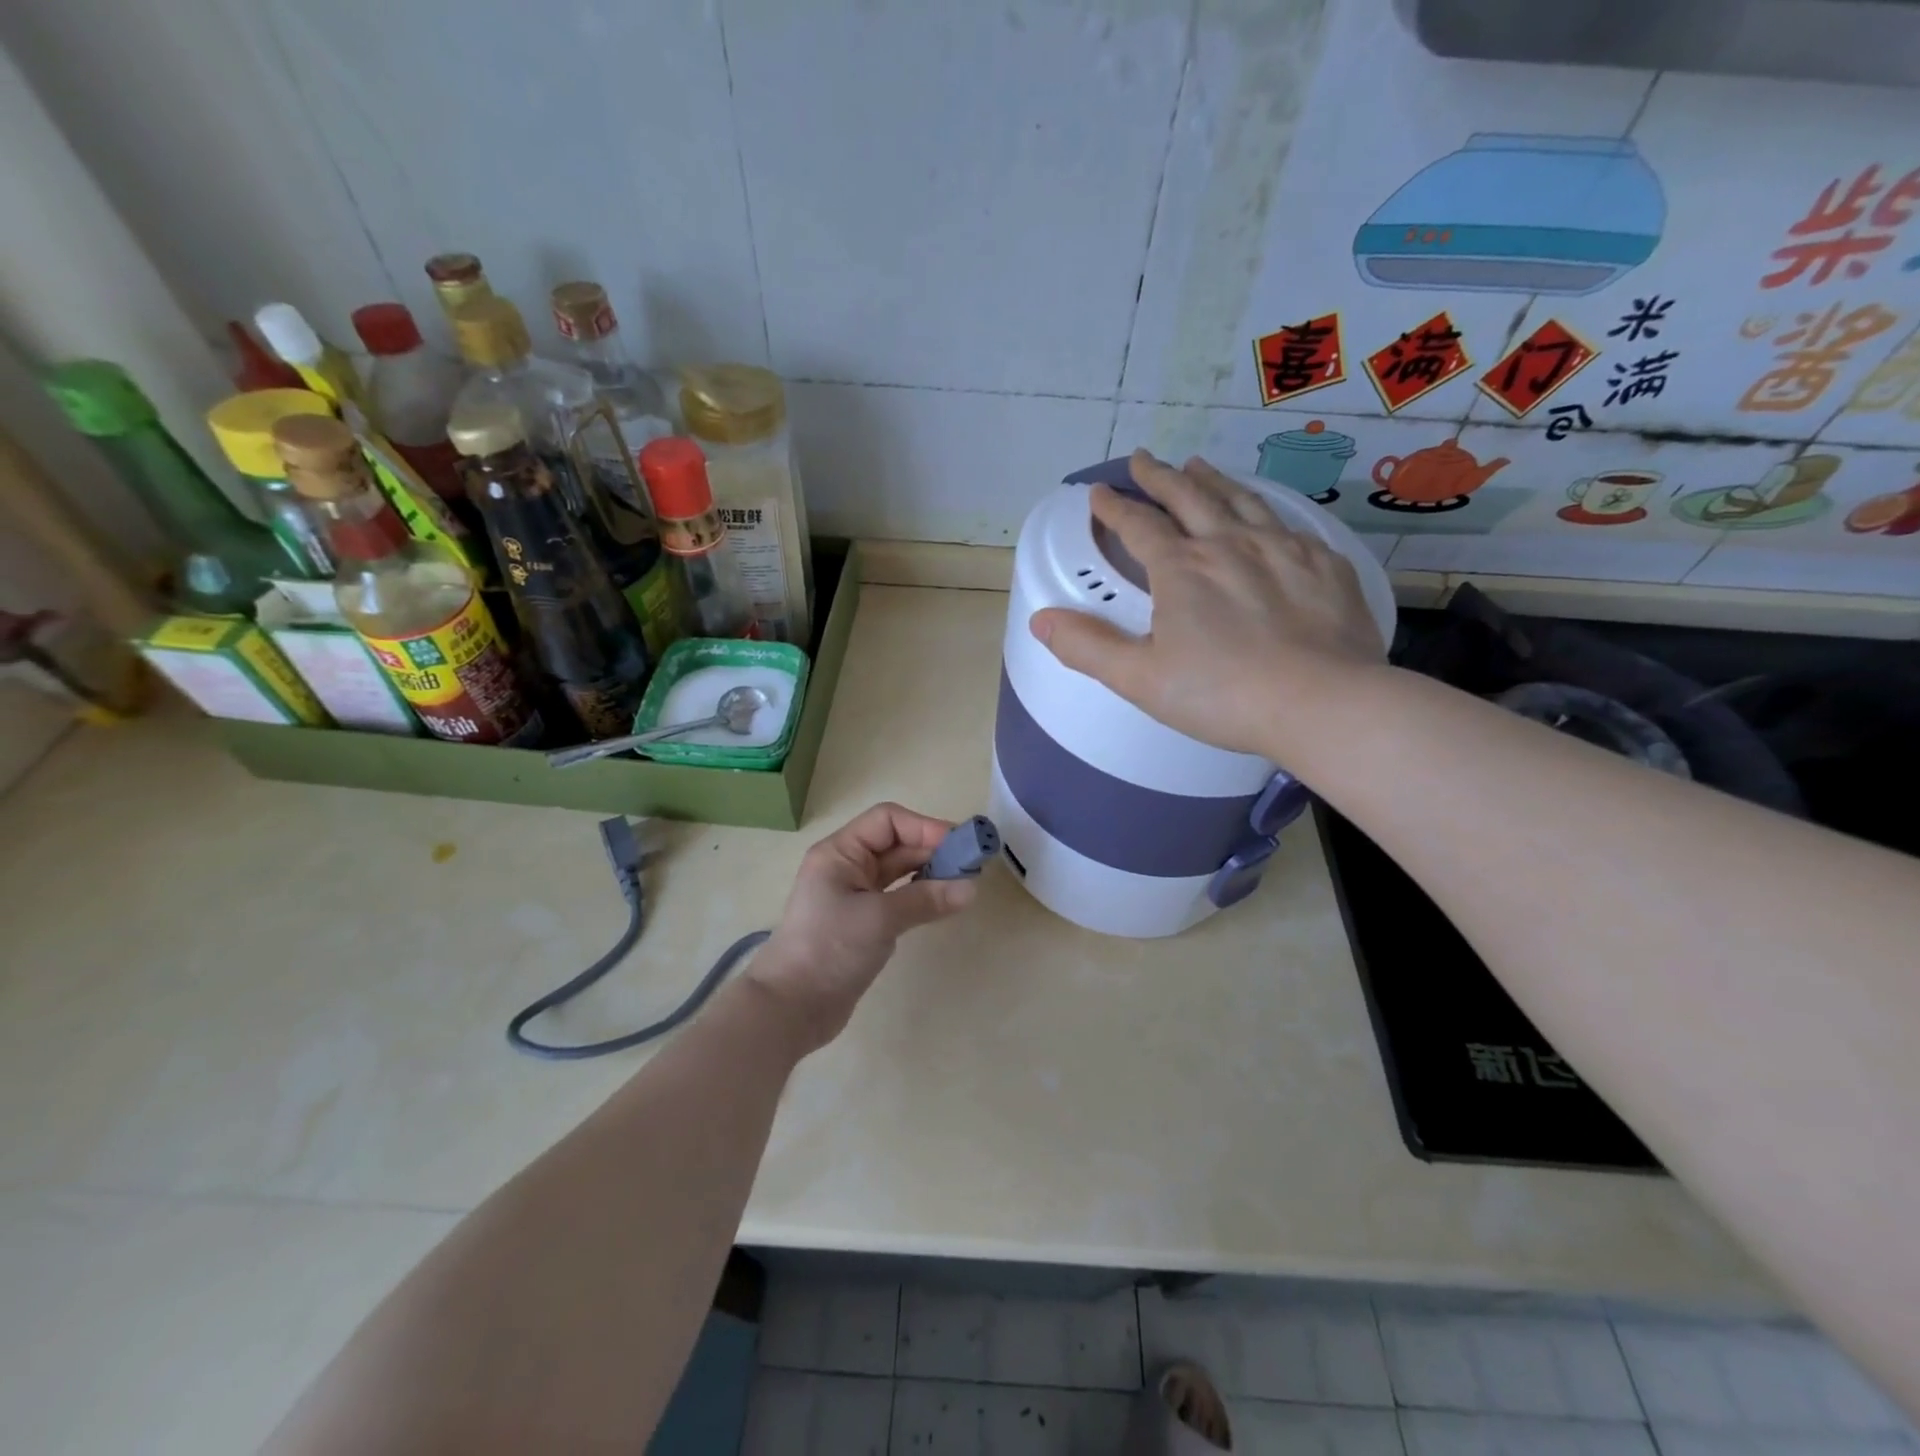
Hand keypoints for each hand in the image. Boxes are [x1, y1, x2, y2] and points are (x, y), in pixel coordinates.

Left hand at [749, 803, 976, 1051]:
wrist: (791, 1008)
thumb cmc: (829, 949)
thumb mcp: (879, 918)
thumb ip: (926, 899)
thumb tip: (971, 888)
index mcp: (840, 852)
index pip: (888, 821)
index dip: (924, 827)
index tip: (959, 845)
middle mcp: (848, 867)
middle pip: (897, 844)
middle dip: (934, 850)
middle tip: (972, 866)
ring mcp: (856, 895)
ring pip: (900, 871)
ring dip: (931, 873)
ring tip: (964, 883)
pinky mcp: (864, 922)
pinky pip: (900, 897)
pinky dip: (922, 895)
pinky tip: (945, 903)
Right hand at [1029, 450, 1386, 758]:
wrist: (1322, 703)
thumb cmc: (1222, 694)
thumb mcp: (1139, 678)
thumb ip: (1087, 647)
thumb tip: (1040, 619)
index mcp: (1182, 569)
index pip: (1139, 526)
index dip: (1114, 509)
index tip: (1098, 494)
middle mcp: (1230, 544)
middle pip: (1189, 497)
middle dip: (1160, 477)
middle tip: (1142, 460)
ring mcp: (1282, 549)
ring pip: (1240, 500)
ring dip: (1212, 480)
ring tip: (1197, 465)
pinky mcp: (1324, 564)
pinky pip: (1287, 524)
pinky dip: (1264, 510)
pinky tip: (1265, 516)